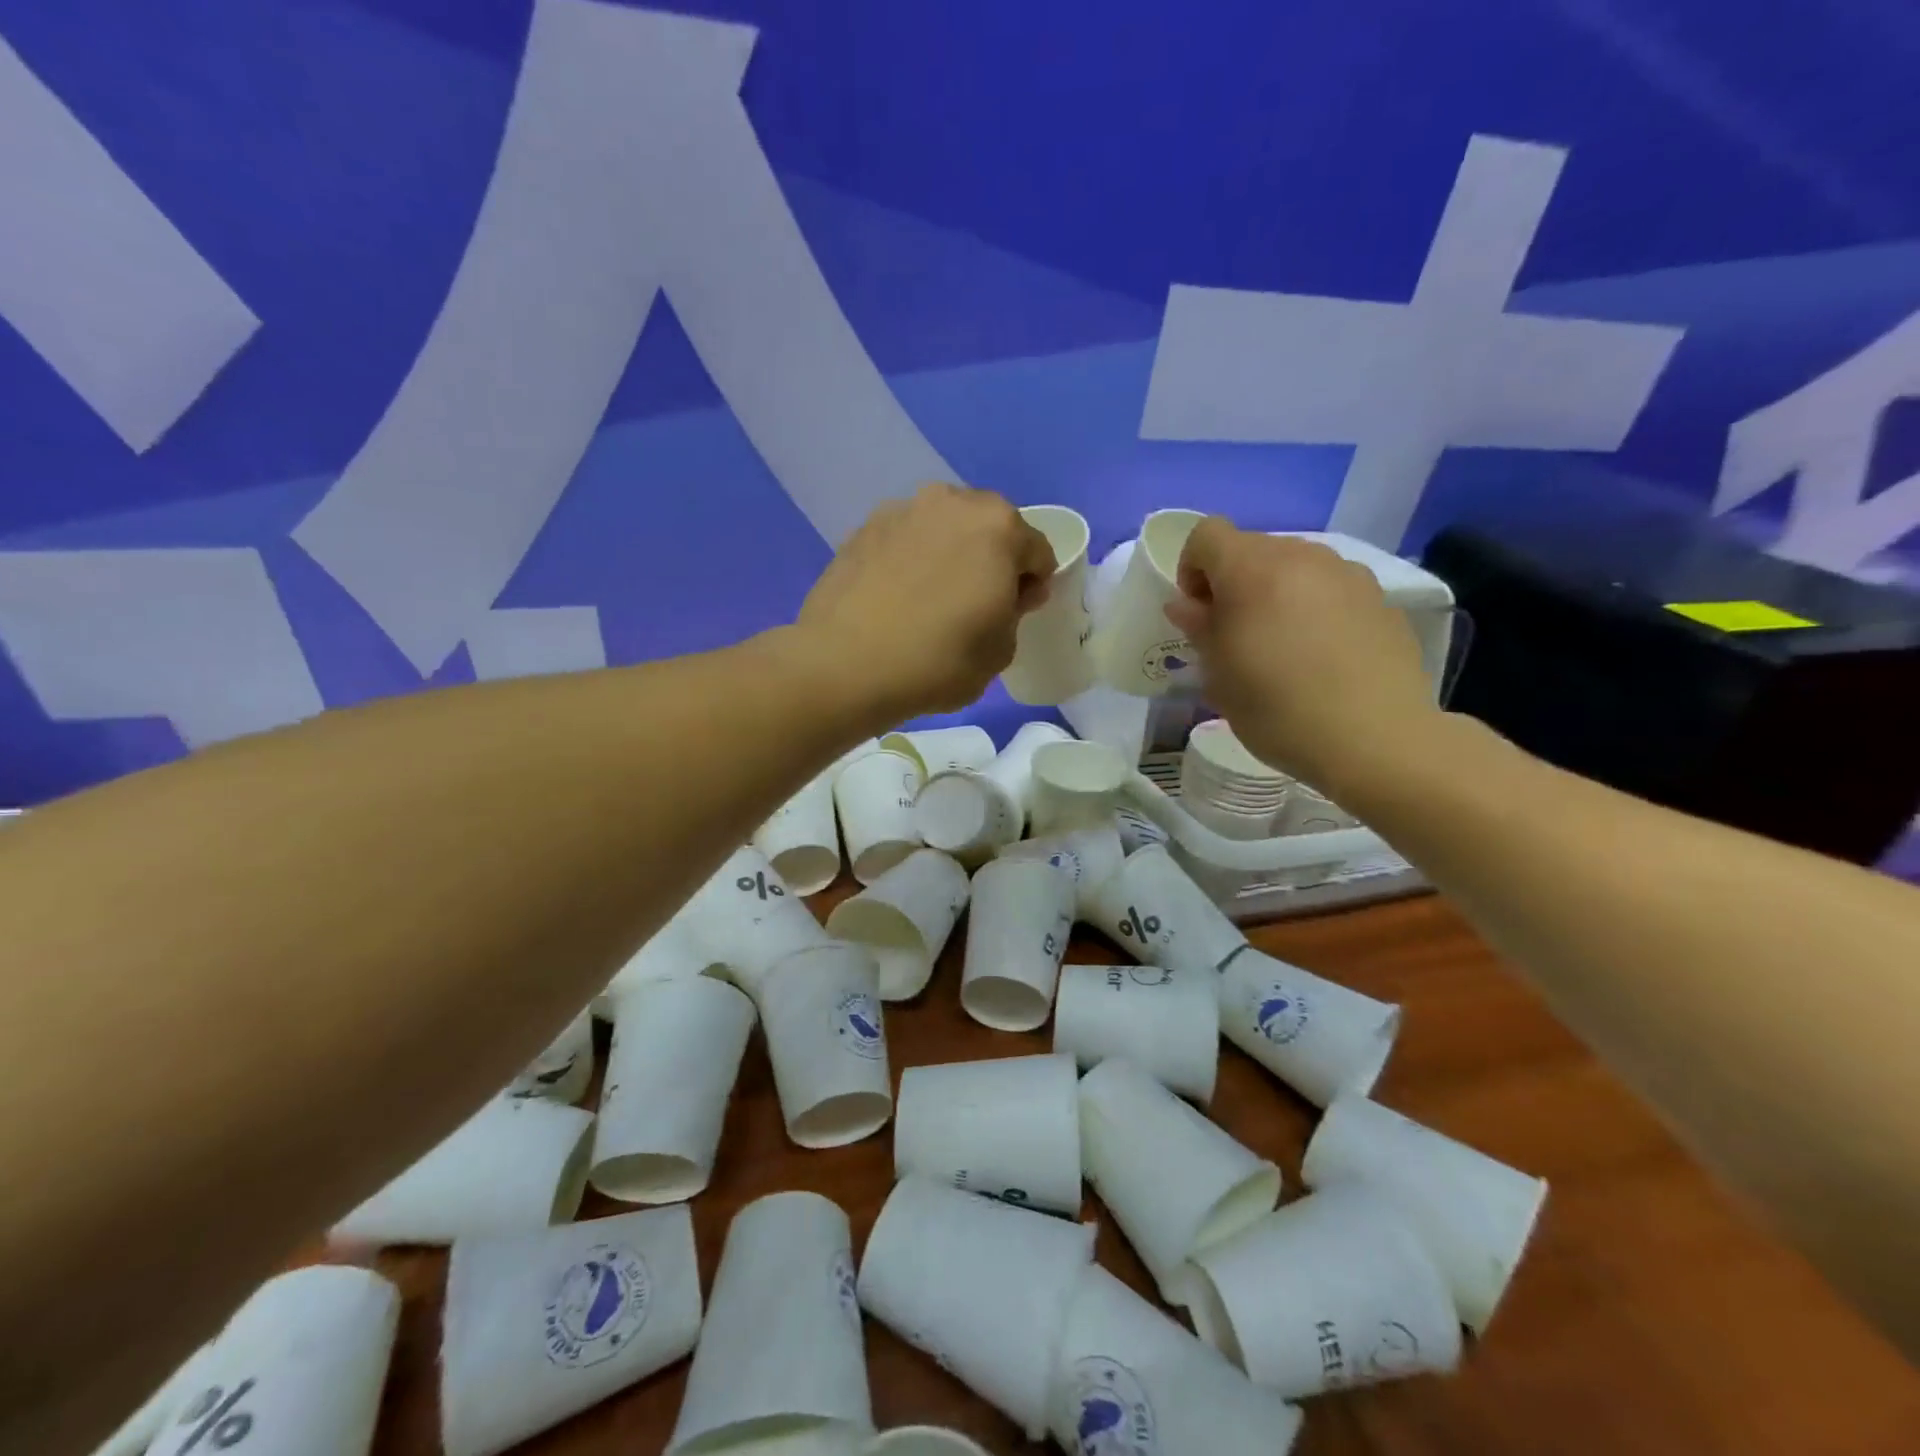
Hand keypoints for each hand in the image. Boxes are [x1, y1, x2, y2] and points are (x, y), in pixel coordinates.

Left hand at [799, 484, 1054, 718]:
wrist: (844, 665)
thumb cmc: (938, 660)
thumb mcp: (1000, 652)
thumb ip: (1015, 612)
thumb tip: (1007, 593)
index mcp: (999, 526)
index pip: (1037, 551)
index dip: (1032, 586)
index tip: (1013, 615)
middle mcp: (951, 502)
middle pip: (989, 529)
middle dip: (991, 560)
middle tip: (974, 605)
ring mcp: (901, 510)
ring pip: (943, 529)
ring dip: (948, 555)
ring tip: (929, 600)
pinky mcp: (862, 529)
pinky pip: (904, 541)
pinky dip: (909, 560)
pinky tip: (895, 598)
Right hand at [1166, 519, 1442, 796]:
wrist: (1375, 739)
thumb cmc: (1277, 708)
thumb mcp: (1219, 675)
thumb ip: (1199, 628)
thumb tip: (1187, 604)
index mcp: (1252, 569)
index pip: (1206, 535)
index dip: (1192, 569)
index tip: (1200, 614)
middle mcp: (1301, 556)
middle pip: (1252, 548)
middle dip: (1234, 583)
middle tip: (1237, 636)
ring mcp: (1347, 574)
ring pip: (1295, 567)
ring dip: (1276, 593)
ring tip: (1283, 647)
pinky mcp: (1381, 598)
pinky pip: (1331, 589)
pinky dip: (1315, 609)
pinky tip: (1323, 657)